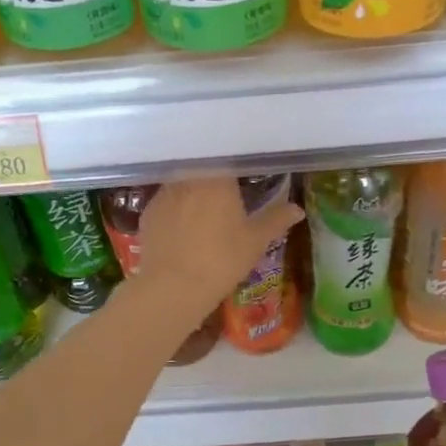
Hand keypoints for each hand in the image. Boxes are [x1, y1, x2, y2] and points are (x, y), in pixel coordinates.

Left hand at [136, 176, 303, 317]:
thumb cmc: (222, 259)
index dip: (234, 167)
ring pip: (182, 184)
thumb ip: (276, 219)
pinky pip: (165, 203)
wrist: (174, 286)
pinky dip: (174, 210)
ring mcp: (164, 193)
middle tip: (224, 197)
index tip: (241, 177)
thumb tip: (297, 208)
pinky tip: (180, 229)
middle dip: (212, 180)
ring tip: (201, 213)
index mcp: (218, 177)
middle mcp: (188, 177)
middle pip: (202, 169)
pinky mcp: (147, 212)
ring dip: (192, 193)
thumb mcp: (255, 241)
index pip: (226, 159)